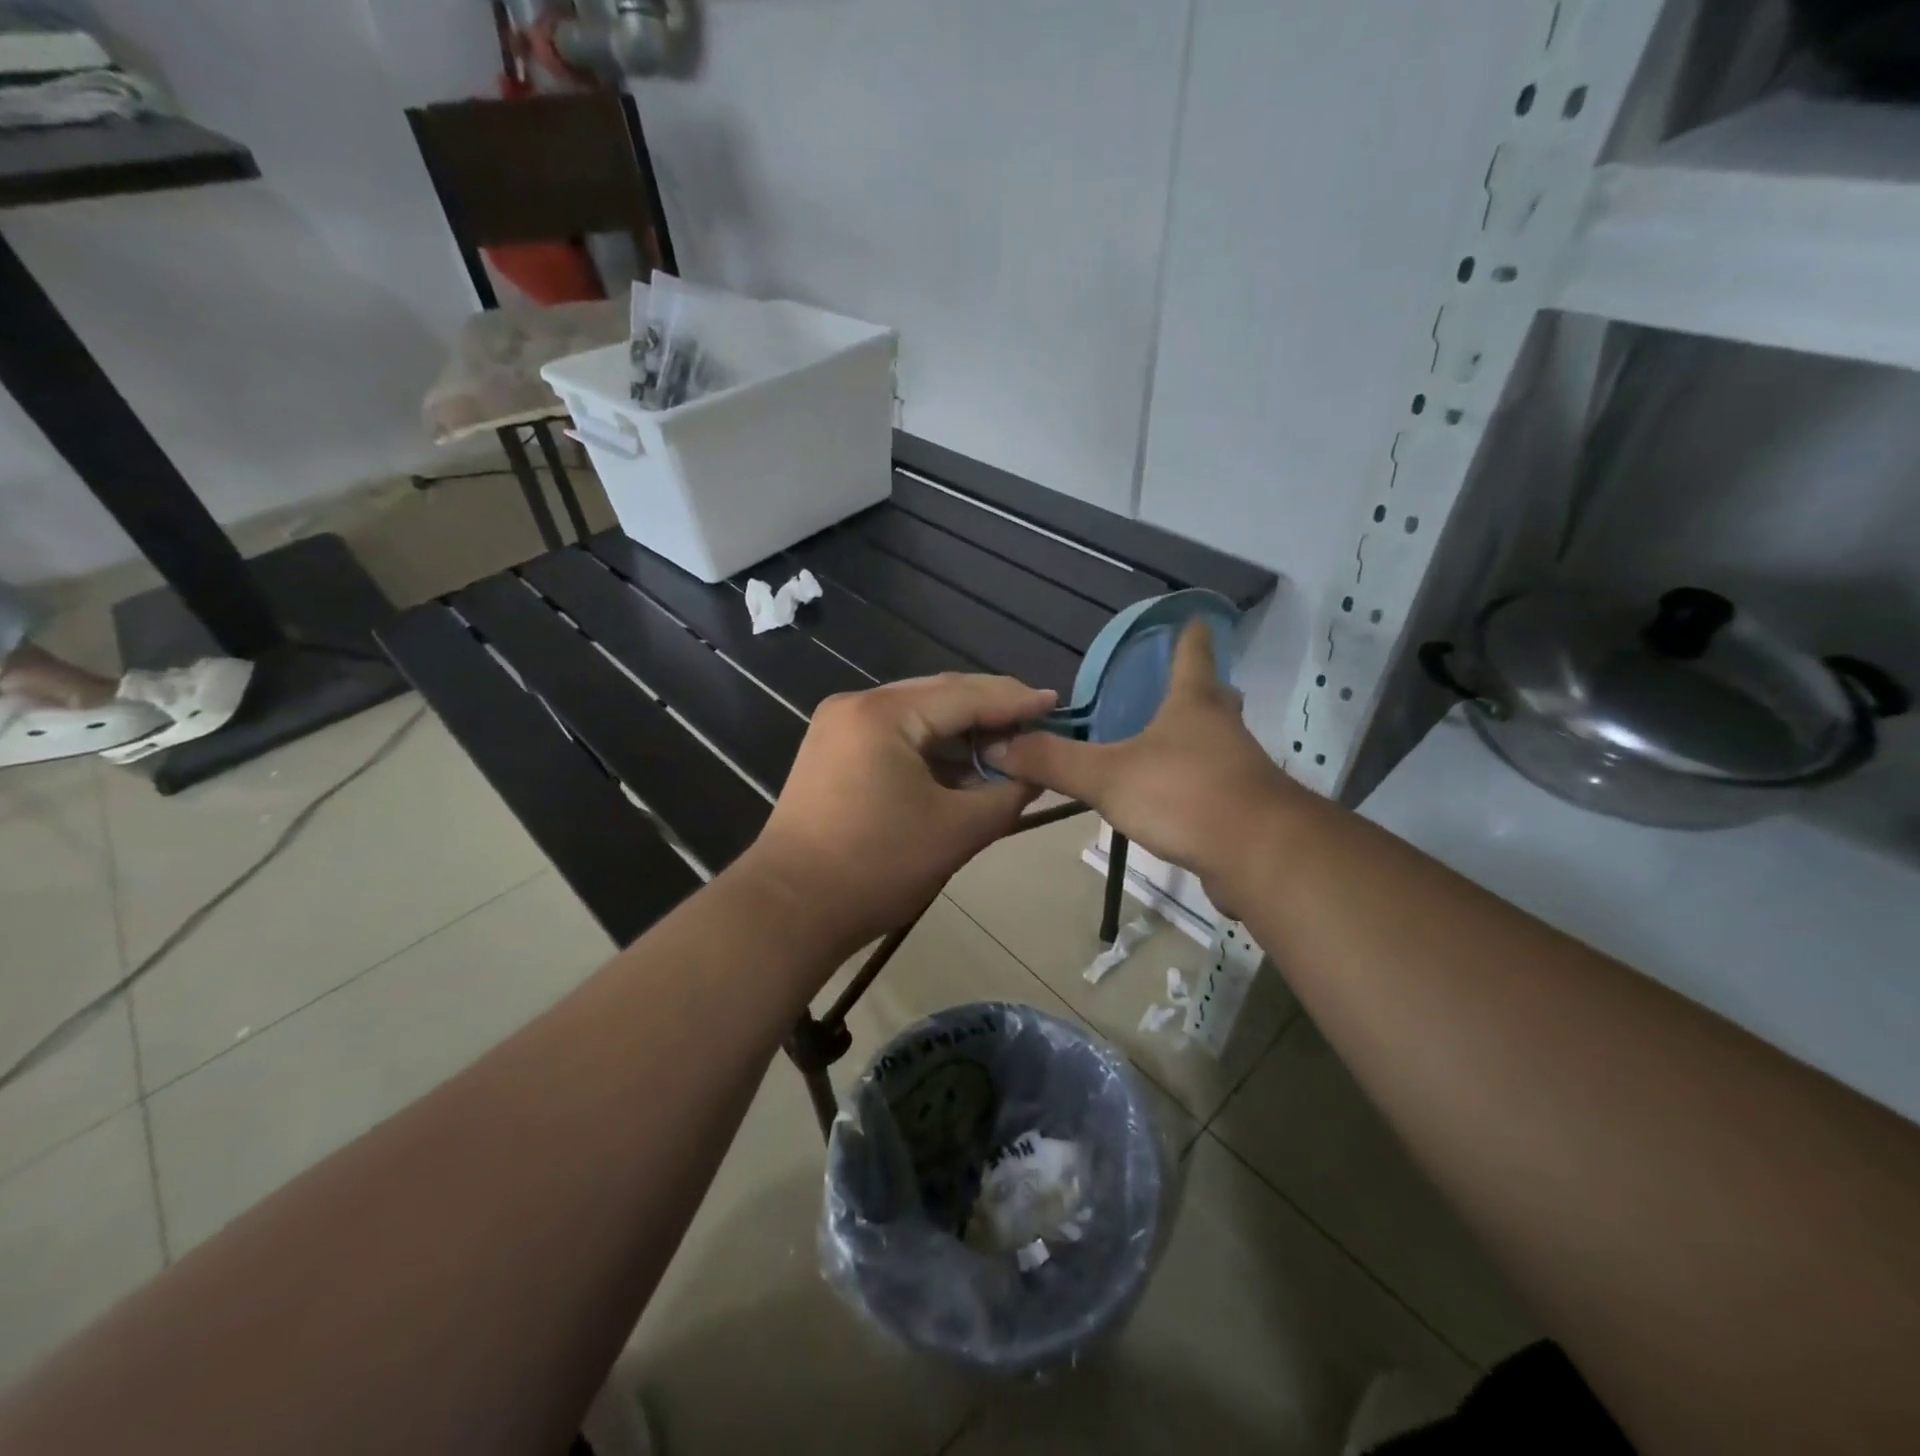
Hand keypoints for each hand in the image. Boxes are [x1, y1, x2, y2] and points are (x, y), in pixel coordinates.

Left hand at [744, 673, 1056, 949]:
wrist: (789, 909)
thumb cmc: (876, 867)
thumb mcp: (957, 832)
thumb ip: (1006, 796)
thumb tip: (1035, 774)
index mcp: (884, 714)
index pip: (965, 695)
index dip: (1015, 701)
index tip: (1057, 702)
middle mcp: (857, 706)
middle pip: (939, 696)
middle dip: (990, 711)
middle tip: (1037, 720)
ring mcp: (839, 727)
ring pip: (917, 716)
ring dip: (961, 732)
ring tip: (1008, 745)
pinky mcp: (832, 752)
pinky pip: (895, 737)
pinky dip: (931, 749)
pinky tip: (963, 764)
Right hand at [985, 621, 1304, 907]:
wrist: (1260, 856)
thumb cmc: (1185, 795)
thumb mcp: (1107, 776)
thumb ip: (1052, 761)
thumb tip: (997, 744)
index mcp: (1193, 703)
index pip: (1193, 652)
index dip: (1188, 634)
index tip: (1190, 618)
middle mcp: (1222, 727)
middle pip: (1213, 696)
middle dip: (1196, 688)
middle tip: (1165, 689)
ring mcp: (1239, 767)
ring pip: (1216, 741)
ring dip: (1193, 738)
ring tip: (1158, 745)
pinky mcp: (1243, 807)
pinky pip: (1215, 783)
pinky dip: (1194, 782)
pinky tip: (1170, 798)